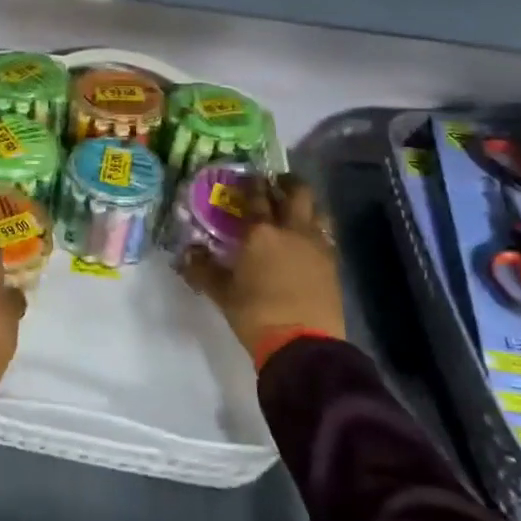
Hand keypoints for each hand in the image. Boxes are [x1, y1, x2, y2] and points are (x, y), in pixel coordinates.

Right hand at [180, 174, 344, 365]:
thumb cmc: (256, 314)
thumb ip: (203, 269)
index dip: (251, 183)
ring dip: (307, 204)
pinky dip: (317, 229)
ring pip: (318, 210)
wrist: (303, 344)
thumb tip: (187, 253)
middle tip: (275, 184)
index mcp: (261, 232)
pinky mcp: (333, 264)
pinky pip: (326, 235)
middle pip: (297, 192)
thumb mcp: (222, 293)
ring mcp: (317, 245)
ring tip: (295, 209)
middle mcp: (292, 230)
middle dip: (286, 183)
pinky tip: (307, 239)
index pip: (256, 196)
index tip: (248, 175)